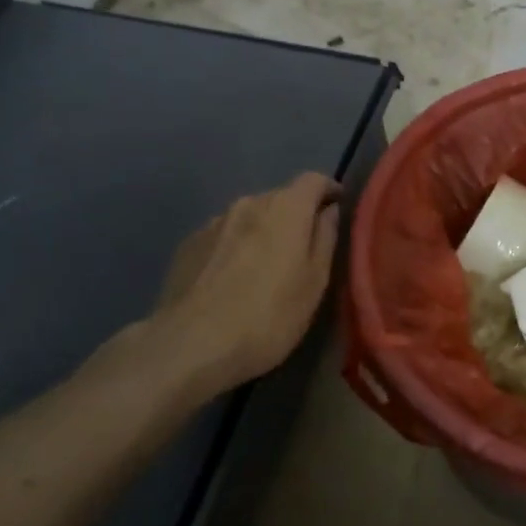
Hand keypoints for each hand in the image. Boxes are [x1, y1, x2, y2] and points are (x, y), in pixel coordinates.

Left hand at [151, 173, 342, 395]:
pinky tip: (232, 280)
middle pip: (280, 198)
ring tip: (265, 268)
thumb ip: (325, 238)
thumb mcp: (315, 283)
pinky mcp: (188, 244)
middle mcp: (248, 203)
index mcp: (285, 208)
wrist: (190, 345)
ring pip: (250, 217)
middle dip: (295, 216)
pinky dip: (235, 248)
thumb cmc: (268, 316)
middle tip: (303, 250)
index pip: (314, 180)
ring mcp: (213, 222)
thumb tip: (330, 211)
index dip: (329, 190)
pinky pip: (223, 236)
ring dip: (263, 233)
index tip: (337, 207)